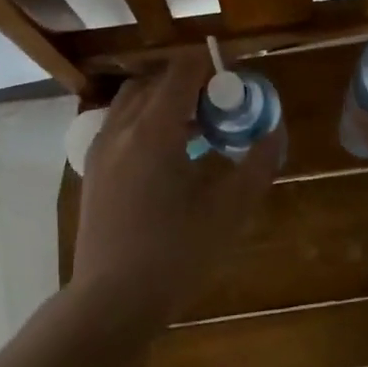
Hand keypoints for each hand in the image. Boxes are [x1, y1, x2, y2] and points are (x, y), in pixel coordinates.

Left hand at [72, 55, 283, 334]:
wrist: (111, 301)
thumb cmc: (176, 253)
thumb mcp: (230, 210)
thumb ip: (258, 164)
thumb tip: (275, 131)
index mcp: (154, 129)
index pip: (182, 71)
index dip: (211, 65)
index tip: (234, 80)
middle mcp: (121, 128)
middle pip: (155, 82)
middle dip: (189, 83)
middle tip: (219, 106)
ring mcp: (101, 148)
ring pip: (133, 102)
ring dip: (164, 101)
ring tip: (194, 130)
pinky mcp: (92, 170)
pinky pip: (119, 125)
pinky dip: (144, 121)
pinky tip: (166, 157)